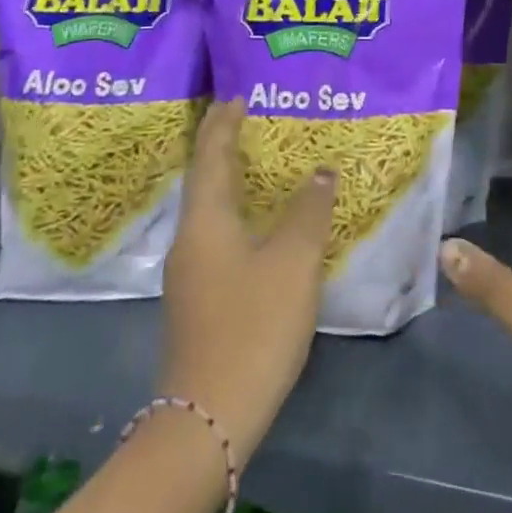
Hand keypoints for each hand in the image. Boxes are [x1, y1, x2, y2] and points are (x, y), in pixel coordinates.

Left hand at [159, 100, 335, 465]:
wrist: (210, 416)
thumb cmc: (253, 325)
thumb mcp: (293, 260)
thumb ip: (308, 209)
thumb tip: (321, 171)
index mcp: (205, 223)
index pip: (210, 157)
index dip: (223, 124)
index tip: (237, 96)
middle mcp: (190, 242)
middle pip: (206, 181)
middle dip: (228, 149)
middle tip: (259, 123)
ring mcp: (192, 275)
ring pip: (213, 212)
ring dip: (236, 183)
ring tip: (267, 165)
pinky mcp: (202, 300)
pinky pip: (221, 238)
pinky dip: (241, 215)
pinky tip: (266, 225)